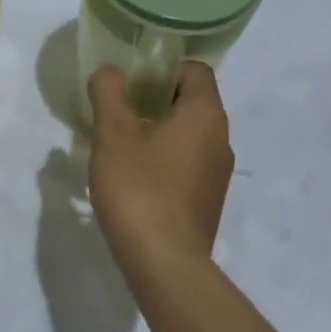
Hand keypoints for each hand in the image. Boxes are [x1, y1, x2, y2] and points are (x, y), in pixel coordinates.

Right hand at [86, 62, 232, 271]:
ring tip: (122, 143)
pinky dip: (166, 158)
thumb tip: (112, 71)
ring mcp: (218, 173)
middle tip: (119, 109)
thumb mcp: (113, 133)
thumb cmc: (139, 188)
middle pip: (192, 101)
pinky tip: (136, 176)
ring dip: (159, 130)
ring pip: (190, 134)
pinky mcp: (209, 200)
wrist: (165, 263)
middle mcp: (221, 138)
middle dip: (156, 98)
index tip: (132, 81)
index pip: (194, 70)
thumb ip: (109, 92)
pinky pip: (189, 163)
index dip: (162, 68)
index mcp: (205, 114)